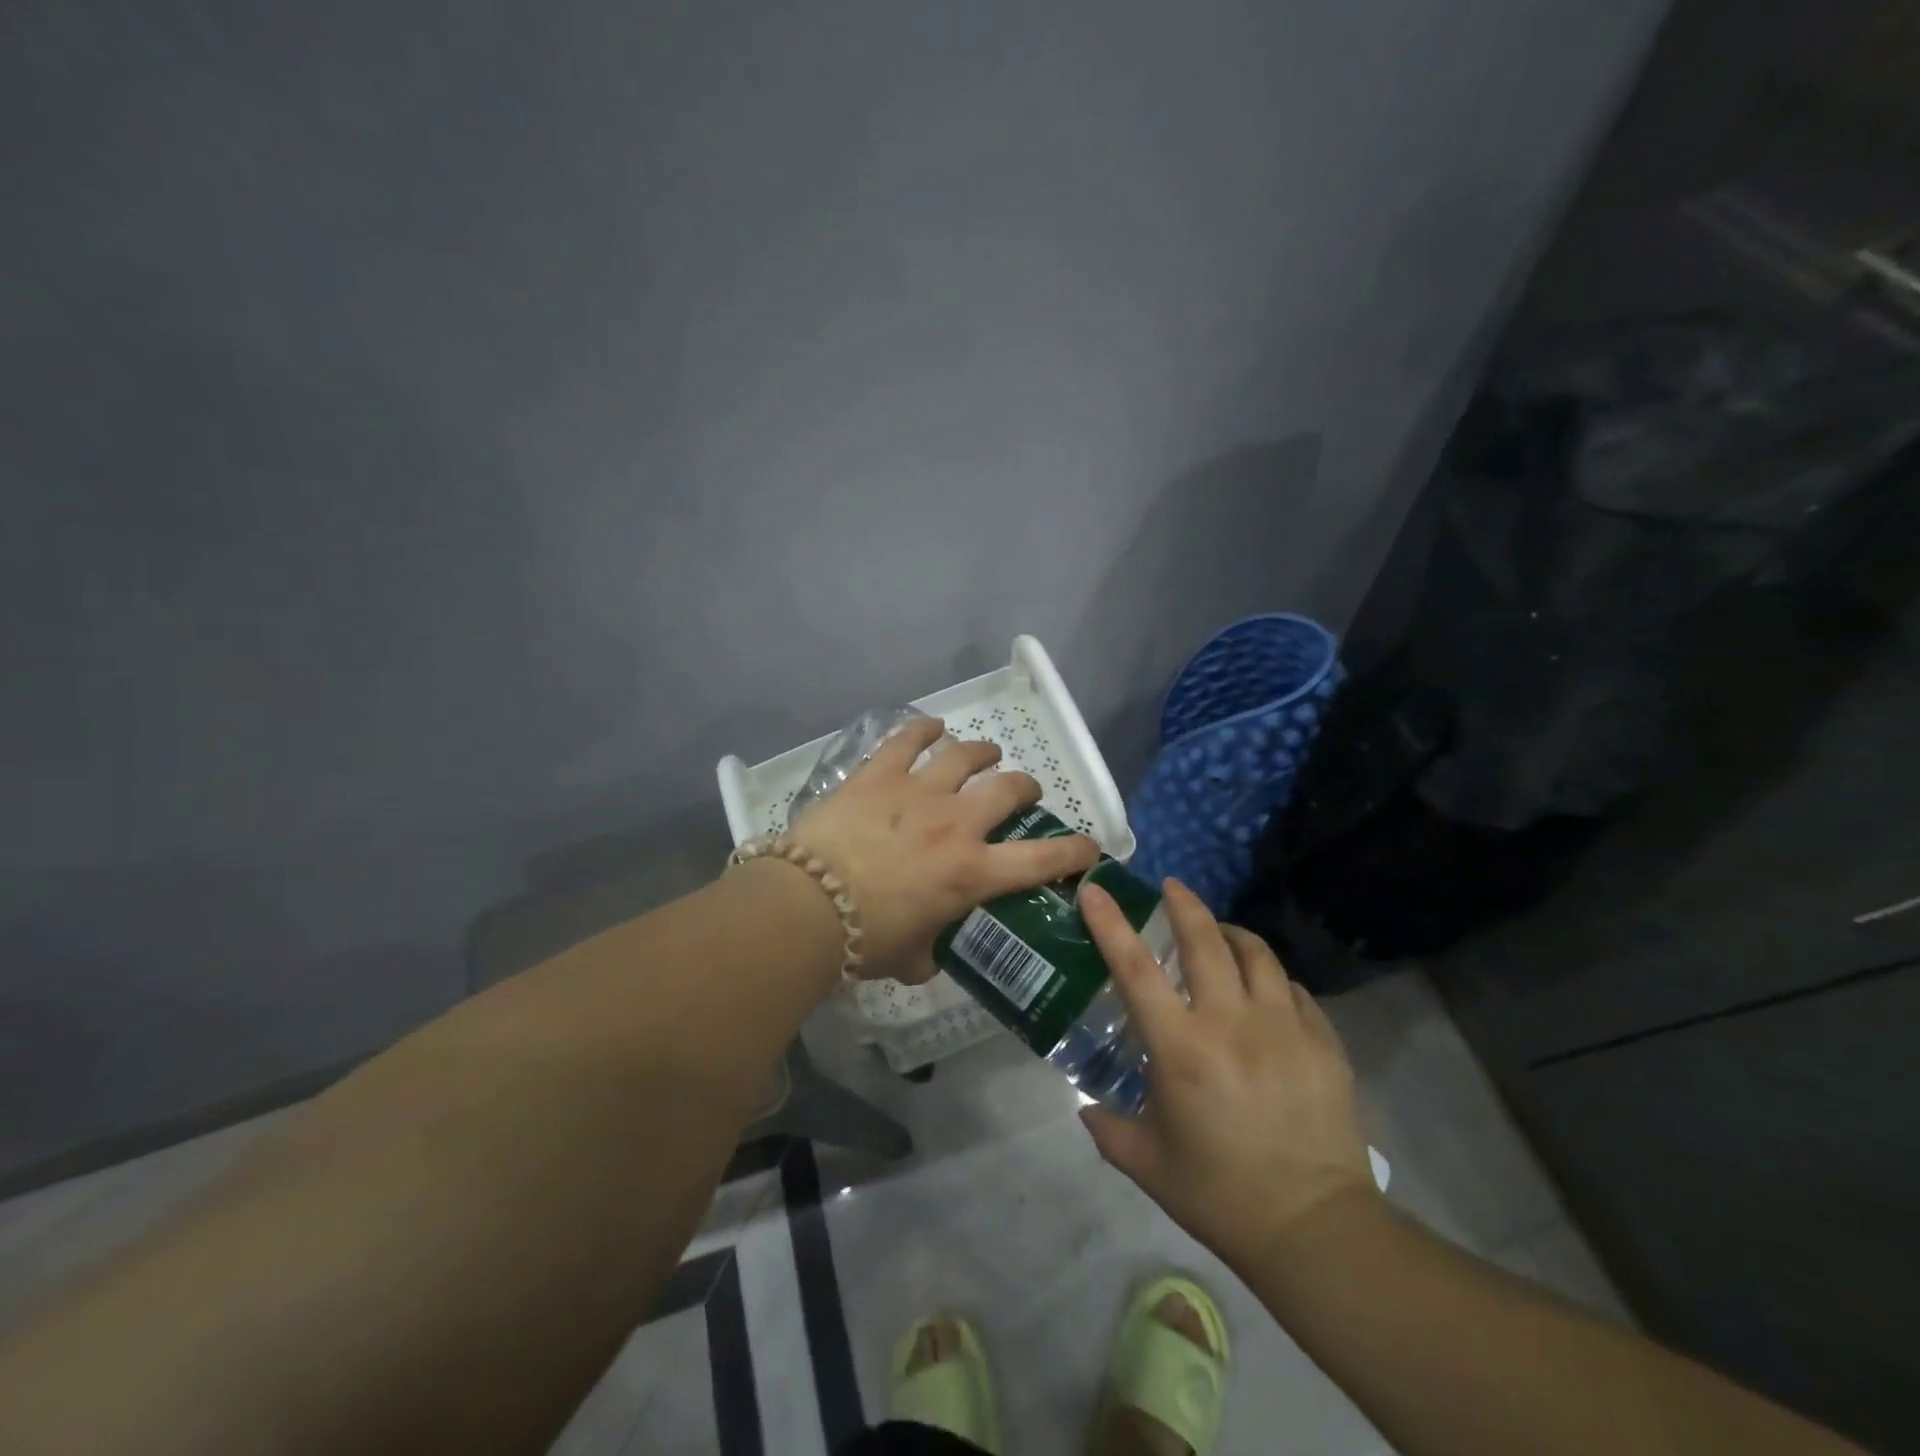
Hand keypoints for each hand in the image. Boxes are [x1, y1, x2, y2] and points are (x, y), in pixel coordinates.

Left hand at [790, 716, 1100, 983]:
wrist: (806, 906)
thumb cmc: (864, 940)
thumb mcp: (911, 958)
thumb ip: (933, 950)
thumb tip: (933, 951)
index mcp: (972, 873)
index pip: (1041, 860)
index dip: (1074, 852)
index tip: (1089, 847)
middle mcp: (956, 824)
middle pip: (1008, 789)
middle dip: (1025, 788)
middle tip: (1023, 792)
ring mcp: (918, 792)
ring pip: (964, 756)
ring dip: (983, 752)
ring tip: (987, 752)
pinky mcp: (879, 775)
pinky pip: (907, 740)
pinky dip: (924, 729)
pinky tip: (932, 725)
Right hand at [1078, 878, 1377, 1271]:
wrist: (1314, 1229)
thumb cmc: (1220, 1196)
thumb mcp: (1148, 1164)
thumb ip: (1108, 1129)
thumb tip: (1085, 1109)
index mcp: (1181, 1049)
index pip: (1136, 969)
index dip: (1111, 924)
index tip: (1097, 890)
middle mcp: (1231, 1023)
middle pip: (1205, 941)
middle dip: (1185, 904)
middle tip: (1173, 887)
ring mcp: (1284, 1028)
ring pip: (1257, 954)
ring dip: (1233, 933)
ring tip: (1221, 934)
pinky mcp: (1323, 1042)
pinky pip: (1294, 990)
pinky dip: (1273, 979)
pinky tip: (1267, 990)